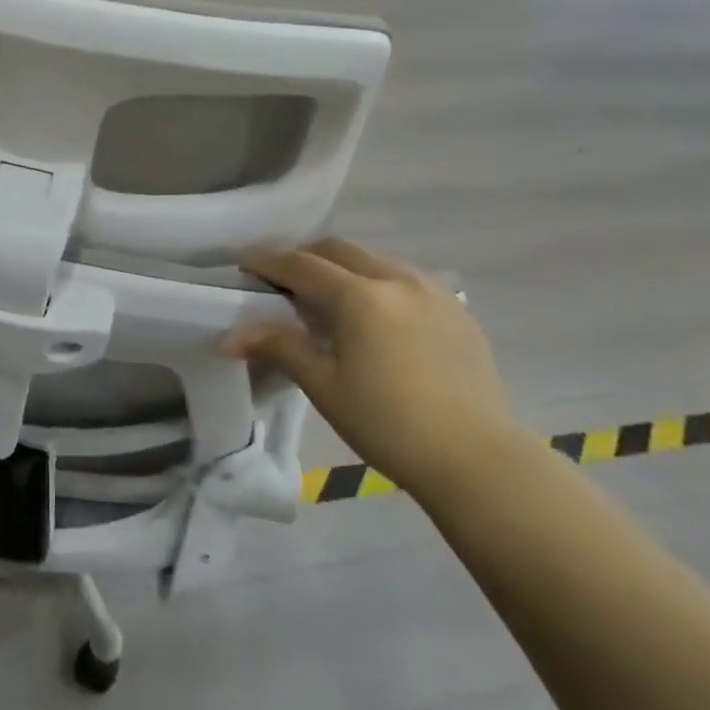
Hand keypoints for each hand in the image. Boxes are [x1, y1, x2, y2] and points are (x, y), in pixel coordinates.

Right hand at [227, 239, 518, 499]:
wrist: (477, 460)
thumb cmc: (389, 425)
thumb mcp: (325, 386)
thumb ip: (280, 347)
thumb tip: (231, 335)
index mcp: (360, 296)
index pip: (302, 264)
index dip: (268, 262)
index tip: (245, 266)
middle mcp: (396, 280)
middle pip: (338, 250)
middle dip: (304, 257)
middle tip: (282, 281)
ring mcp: (432, 292)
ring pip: (374, 259)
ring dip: (343, 267)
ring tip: (328, 297)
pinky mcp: (457, 311)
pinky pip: (405, 279)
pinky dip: (377, 282)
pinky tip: (376, 316)